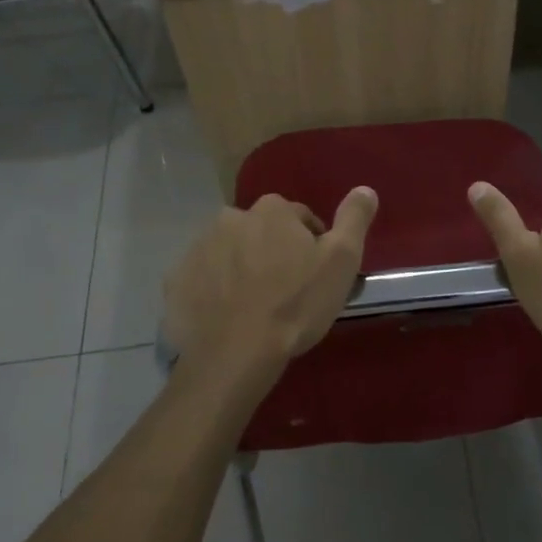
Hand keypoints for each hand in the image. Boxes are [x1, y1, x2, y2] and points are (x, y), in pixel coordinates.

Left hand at [163, 187, 377, 376]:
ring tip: (255, 306)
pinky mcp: (176, 281)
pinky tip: (227, 316)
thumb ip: (353, 218)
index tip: (315, 274)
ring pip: (230, 253)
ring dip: (242, 269)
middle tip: (286, 291)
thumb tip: (365, 188)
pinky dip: (213, 290)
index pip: (299, 218)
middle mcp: (230, 218)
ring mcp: (198, 248)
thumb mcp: (341, 260)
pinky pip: (202, 279)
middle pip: (260, 232)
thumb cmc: (296, 303)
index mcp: (271, 210)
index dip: (311, 244)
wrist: (236, 353)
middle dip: (273, 252)